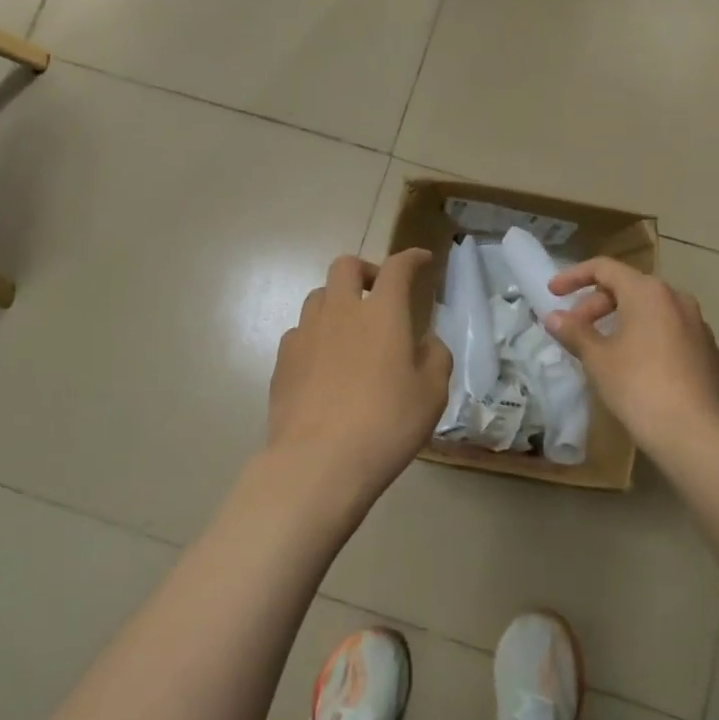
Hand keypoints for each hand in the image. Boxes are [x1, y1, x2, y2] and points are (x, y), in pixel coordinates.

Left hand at [259, 251, 451, 517]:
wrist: (318, 461)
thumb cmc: (386, 425)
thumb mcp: (431, 395)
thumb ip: (435, 358)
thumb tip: (425, 341)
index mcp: (382, 313)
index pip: (397, 268)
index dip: (411, 258)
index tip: (421, 260)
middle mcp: (340, 312)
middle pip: (345, 266)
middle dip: (365, 270)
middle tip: (379, 293)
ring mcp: (306, 334)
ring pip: (318, 296)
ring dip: (337, 302)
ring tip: (350, 330)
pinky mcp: (283, 360)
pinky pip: (300, 332)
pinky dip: (317, 335)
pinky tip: (325, 363)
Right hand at [543, 257, 718, 460]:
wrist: (693, 432)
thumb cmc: (637, 386)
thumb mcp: (597, 358)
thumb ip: (574, 331)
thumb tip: (554, 317)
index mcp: (648, 292)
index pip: (604, 268)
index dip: (573, 276)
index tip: (553, 293)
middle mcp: (677, 299)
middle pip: (628, 288)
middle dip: (596, 304)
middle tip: (574, 329)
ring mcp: (698, 324)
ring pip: (651, 310)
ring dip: (621, 320)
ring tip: (602, 347)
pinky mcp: (708, 351)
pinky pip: (669, 332)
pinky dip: (646, 337)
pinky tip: (635, 365)